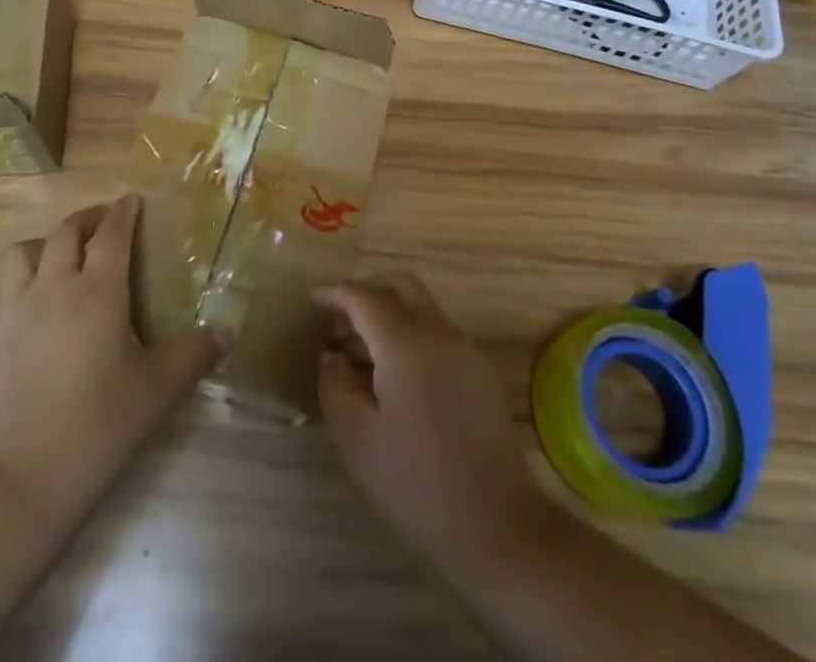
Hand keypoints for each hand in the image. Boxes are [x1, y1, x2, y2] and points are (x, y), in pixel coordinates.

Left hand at [0, 194, 225, 525]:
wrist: (23, 477)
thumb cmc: (99, 425)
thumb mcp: (157, 390)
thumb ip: (194, 354)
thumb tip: (226, 332)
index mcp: (98, 291)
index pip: (111, 233)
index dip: (123, 211)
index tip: (134, 200)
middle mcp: (55, 287)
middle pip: (66, 230)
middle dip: (89, 218)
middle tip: (109, 225)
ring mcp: (20, 309)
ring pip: (27, 250)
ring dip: (49, 242)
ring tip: (69, 257)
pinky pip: (10, 283)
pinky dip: (28, 273)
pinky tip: (45, 301)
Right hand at [316, 276, 554, 577]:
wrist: (502, 529)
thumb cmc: (419, 485)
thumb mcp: (359, 441)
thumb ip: (335, 387)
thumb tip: (331, 358)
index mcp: (406, 343)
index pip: (364, 297)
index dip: (335, 293)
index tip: (313, 300)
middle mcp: (439, 332)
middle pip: (400, 286)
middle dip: (367, 292)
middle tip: (338, 320)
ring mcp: (465, 350)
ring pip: (421, 307)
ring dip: (389, 315)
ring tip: (358, 355)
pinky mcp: (480, 371)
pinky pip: (437, 332)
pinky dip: (410, 335)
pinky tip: (392, 376)